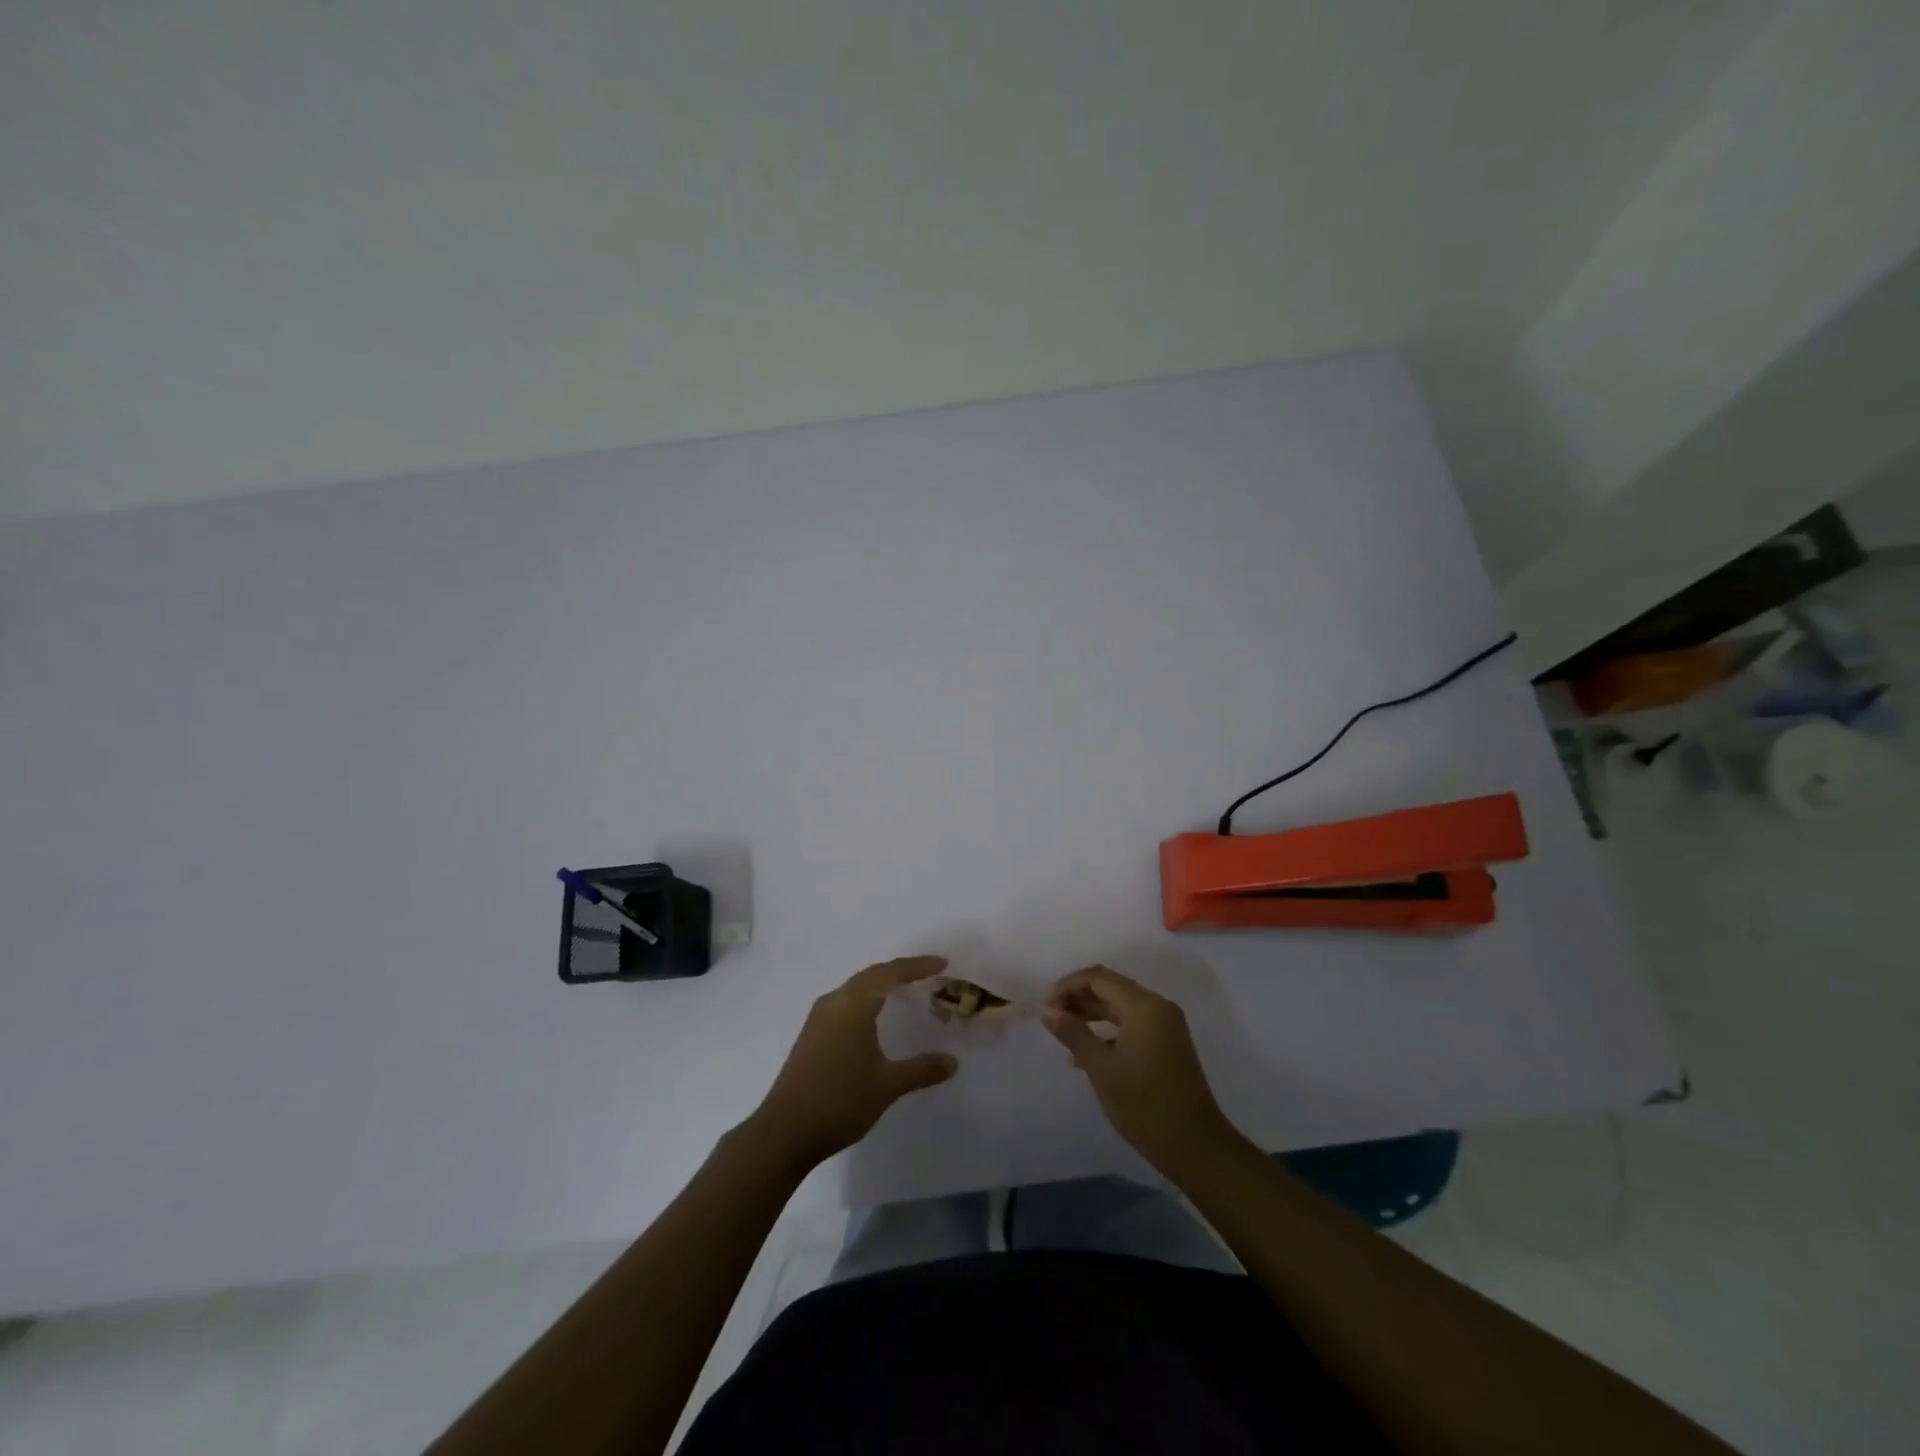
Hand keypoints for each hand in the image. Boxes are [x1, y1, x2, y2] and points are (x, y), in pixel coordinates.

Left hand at [749, 956, 958, 1166]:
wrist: (785, 1131)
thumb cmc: (840, 1101)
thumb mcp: (887, 1085)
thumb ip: (921, 1069)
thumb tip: (952, 1062)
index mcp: (854, 1005)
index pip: (890, 973)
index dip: (917, 966)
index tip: (942, 964)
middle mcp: (834, 1002)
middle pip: (872, 975)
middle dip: (900, 972)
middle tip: (927, 975)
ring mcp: (819, 1018)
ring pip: (856, 988)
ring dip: (881, 985)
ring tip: (905, 991)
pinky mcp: (811, 1034)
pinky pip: (845, 1003)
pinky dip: (866, 1000)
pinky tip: (874, 1018)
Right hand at [1043, 965, 1236, 1171]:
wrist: (1195, 1146)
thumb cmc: (1144, 1105)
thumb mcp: (1102, 1068)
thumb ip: (1073, 1033)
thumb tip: (1048, 1011)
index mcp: (1144, 1006)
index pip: (1099, 978)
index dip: (1068, 986)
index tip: (1045, 1007)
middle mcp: (1157, 1006)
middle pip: (1110, 987)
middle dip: (1078, 997)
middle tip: (1050, 1017)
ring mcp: (1165, 1025)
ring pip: (1120, 1005)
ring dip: (1091, 1013)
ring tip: (1063, 1031)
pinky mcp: (1167, 1042)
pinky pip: (1132, 1022)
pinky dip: (1108, 1029)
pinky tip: (1086, 1051)